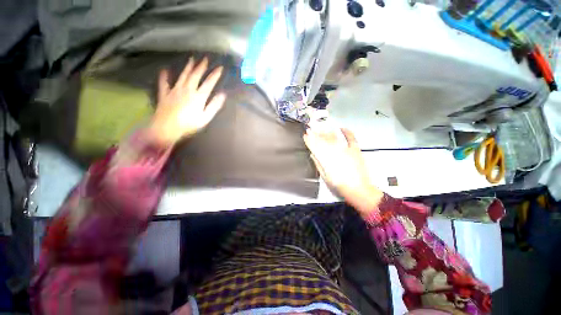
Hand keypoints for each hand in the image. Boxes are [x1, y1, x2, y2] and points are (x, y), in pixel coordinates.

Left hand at [147, 57, 225, 146]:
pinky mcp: (165, 94)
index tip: (220, 68)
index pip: (209, 83)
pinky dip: (164, 76)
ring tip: (191, 59)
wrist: (167, 128)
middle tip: (205, 58)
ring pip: (182, 76)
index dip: (215, 75)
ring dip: (188, 67)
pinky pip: (164, 83)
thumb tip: (222, 95)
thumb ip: (214, 105)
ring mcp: (174, 90)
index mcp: (198, 96)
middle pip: (195, 75)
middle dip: (201, 67)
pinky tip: (164, 70)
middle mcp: (187, 89)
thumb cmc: (189, 125)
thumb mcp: (205, 118)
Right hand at [303, 124, 383, 213]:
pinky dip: (347, 132)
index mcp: (327, 160)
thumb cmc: (340, 185)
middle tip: (311, 129)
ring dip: (327, 133)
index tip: (306, 136)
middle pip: (324, 141)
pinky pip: (351, 138)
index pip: (316, 147)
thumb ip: (318, 164)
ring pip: (334, 138)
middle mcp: (336, 153)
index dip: (310, 141)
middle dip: (316, 135)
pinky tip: (342, 128)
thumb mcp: (325, 177)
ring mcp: (346, 151)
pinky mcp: (355, 150)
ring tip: (322, 128)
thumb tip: (313, 155)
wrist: (358, 190)